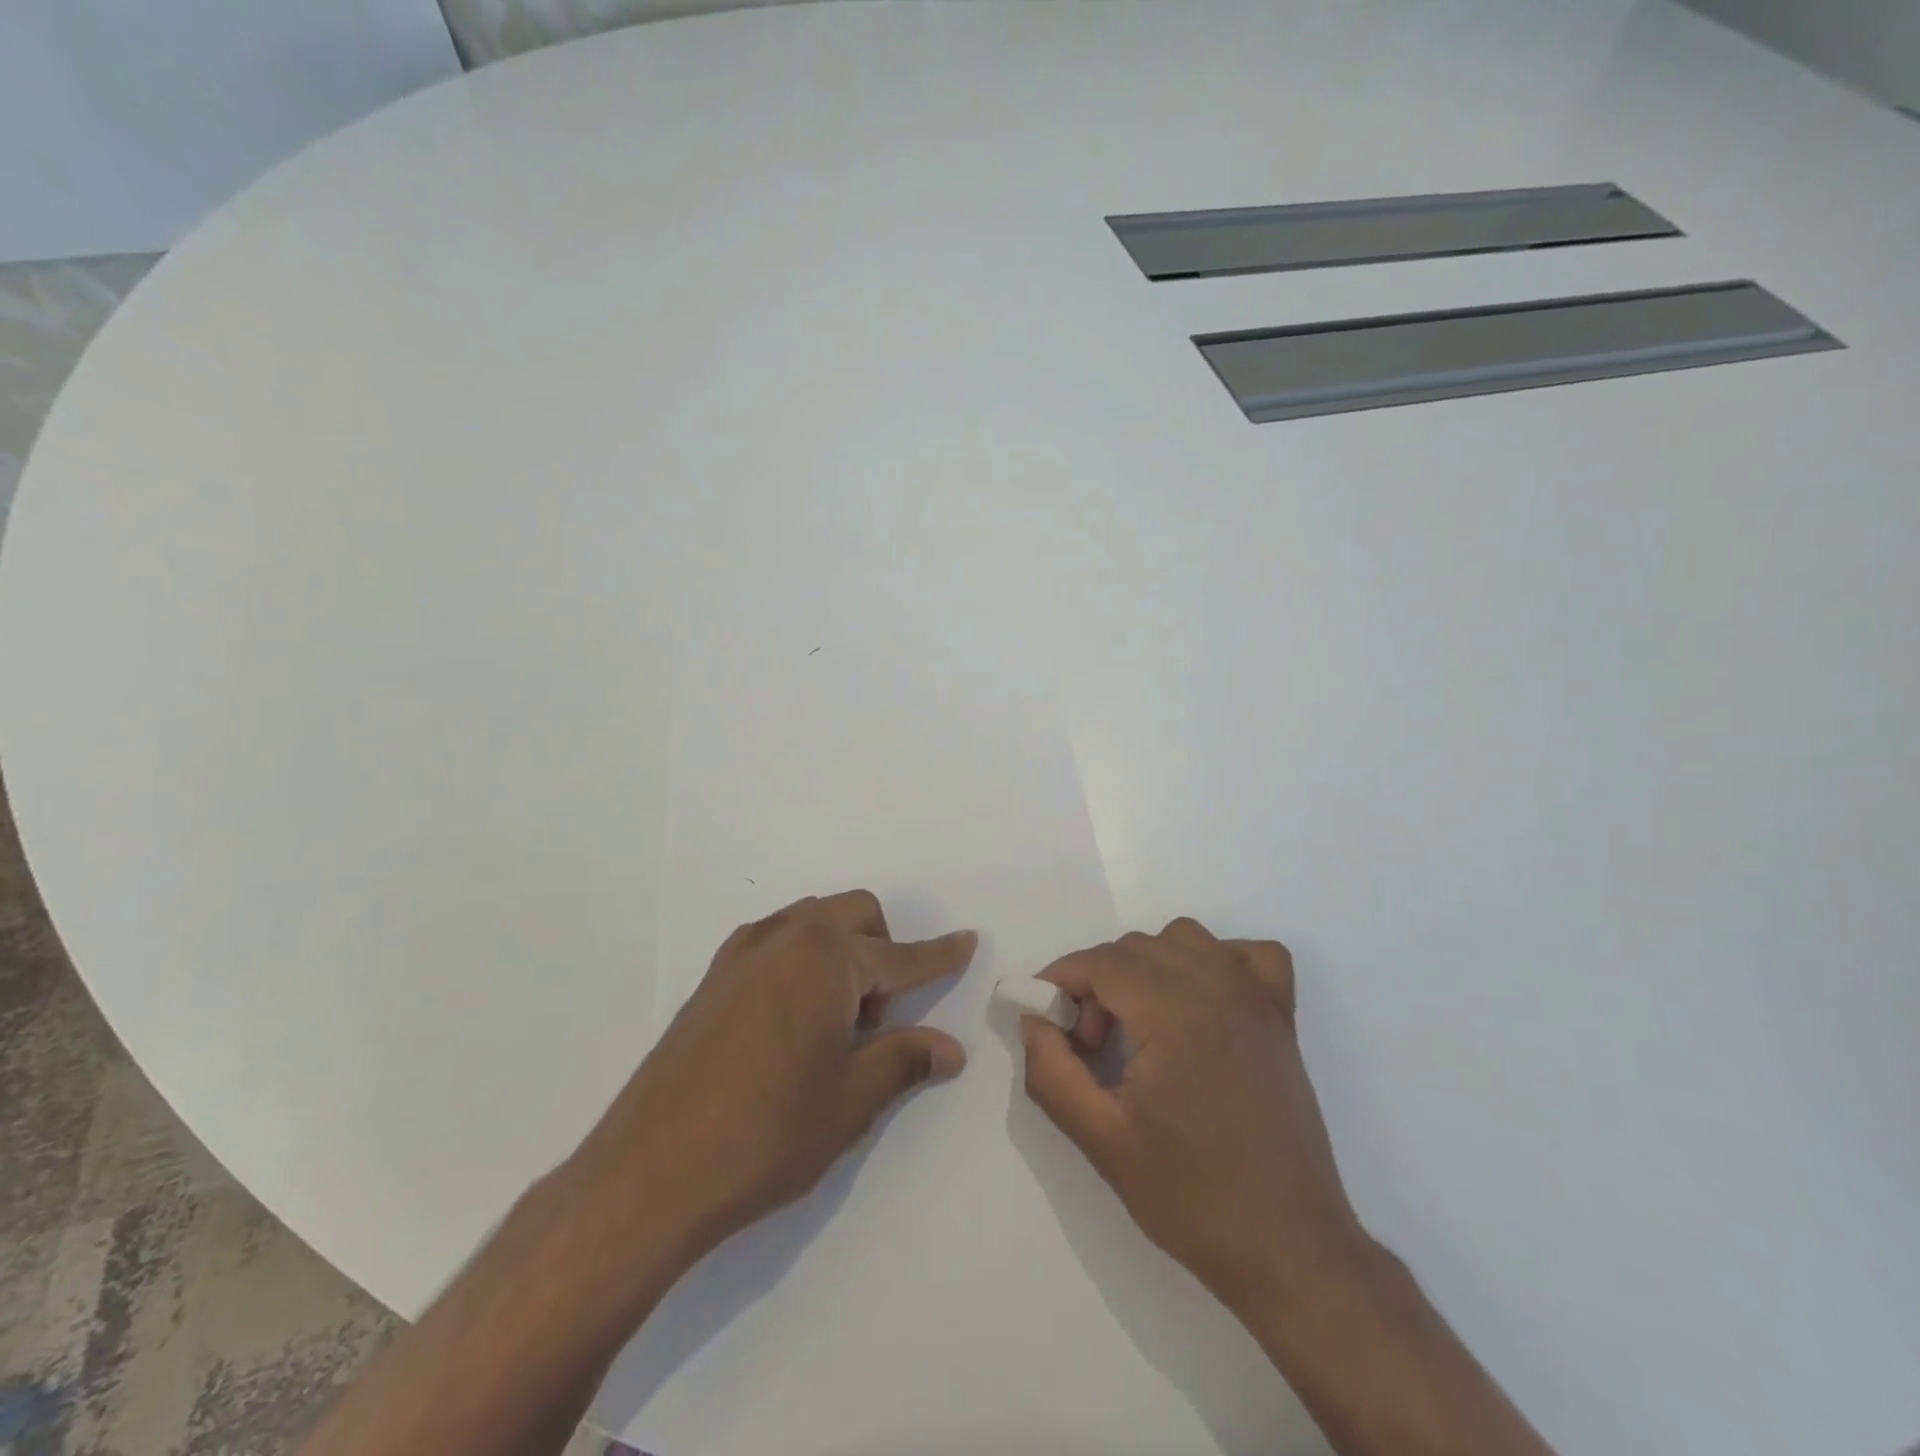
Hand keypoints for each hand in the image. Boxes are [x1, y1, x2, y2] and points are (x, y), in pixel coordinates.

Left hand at [566, 890, 975, 1266]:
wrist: (648, 1174)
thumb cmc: (767, 1134)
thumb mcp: (851, 1101)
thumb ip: (905, 1060)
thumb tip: (952, 1048)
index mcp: (827, 959)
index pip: (901, 956)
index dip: (939, 955)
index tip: (967, 940)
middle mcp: (786, 938)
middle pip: (855, 914)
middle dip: (882, 950)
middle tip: (875, 1019)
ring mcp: (743, 953)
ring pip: (813, 922)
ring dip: (840, 952)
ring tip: (832, 1024)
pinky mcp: (714, 976)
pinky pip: (776, 942)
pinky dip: (802, 960)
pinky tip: (792, 1021)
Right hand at [1019, 918, 1372, 1311]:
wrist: (1288, 1249)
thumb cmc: (1191, 1196)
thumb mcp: (1100, 1139)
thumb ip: (1052, 1071)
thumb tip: (1034, 1020)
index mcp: (1175, 1013)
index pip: (1101, 962)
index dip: (1061, 981)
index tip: (1045, 1019)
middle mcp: (1218, 987)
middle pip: (1135, 947)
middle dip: (1097, 983)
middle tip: (1089, 1045)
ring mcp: (1256, 997)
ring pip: (1184, 939)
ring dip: (1147, 966)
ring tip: (1139, 1024)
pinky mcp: (1282, 1015)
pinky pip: (1248, 954)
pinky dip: (1217, 961)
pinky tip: (1201, 1002)